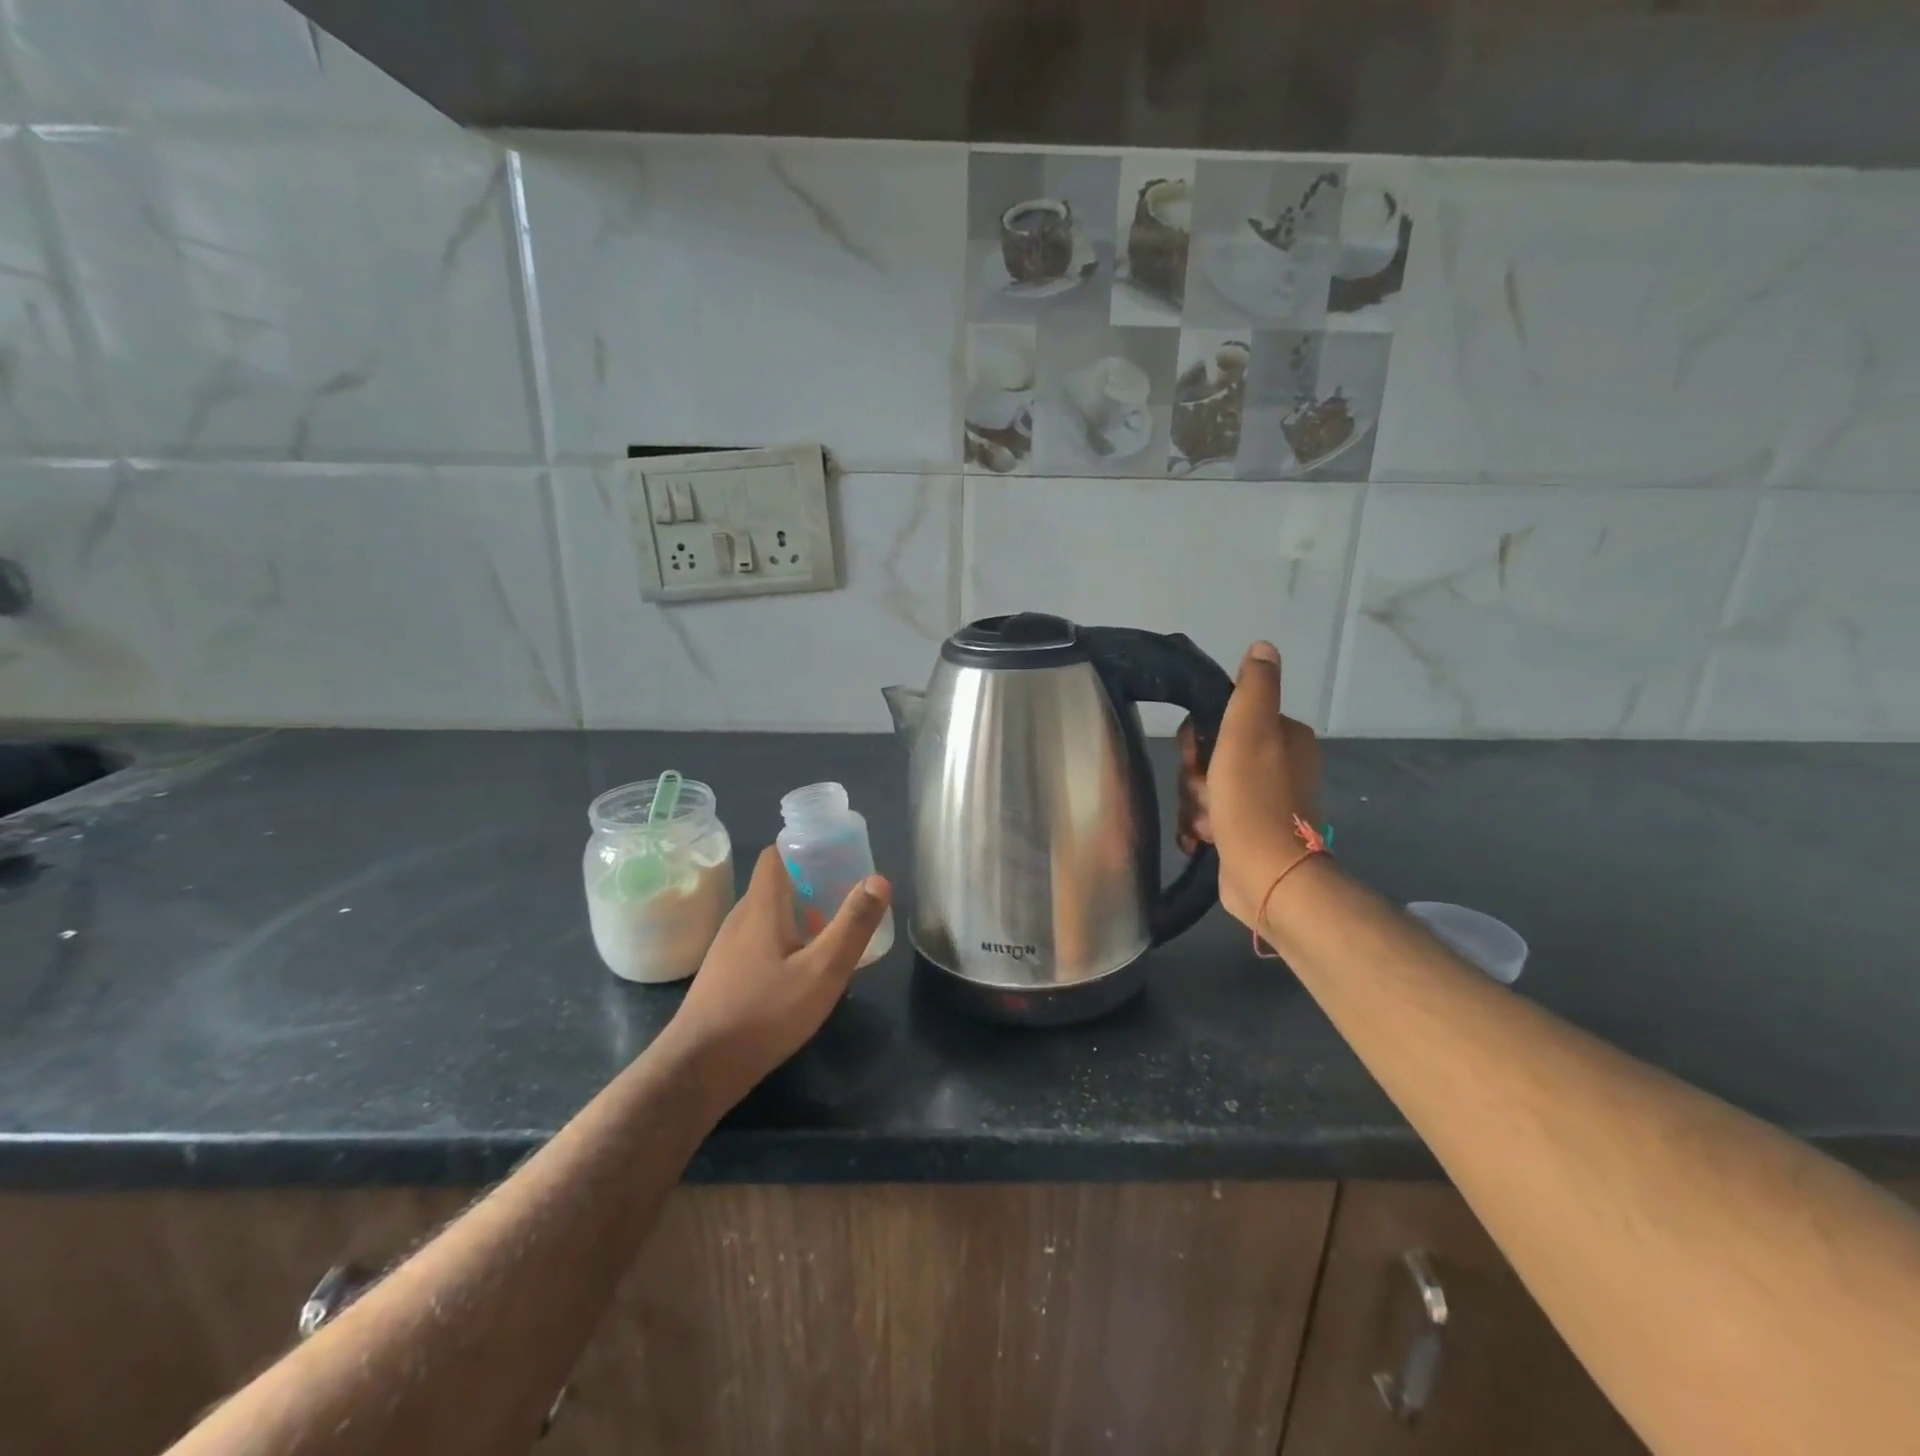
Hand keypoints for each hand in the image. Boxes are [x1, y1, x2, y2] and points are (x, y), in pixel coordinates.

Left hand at [666, 846, 890, 1105]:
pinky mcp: (725, 974)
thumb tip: (879, 879)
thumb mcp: (821, 971)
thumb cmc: (764, 1013)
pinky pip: (760, 942)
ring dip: (801, 917)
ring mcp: (728, 947)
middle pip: (777, 884)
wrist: (699, 1068)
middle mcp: (741, 918)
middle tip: (848, 899)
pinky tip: (803, 974)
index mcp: (761, 905)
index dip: (806, 846)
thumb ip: (852, 925)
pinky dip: (785, 943)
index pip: (776, 853)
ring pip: (770, 916)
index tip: (838, 856)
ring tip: (833, 937)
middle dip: (813, 884)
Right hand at [1177, 642, 1322, 927]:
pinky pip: (1212, 817)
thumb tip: (1263, 647)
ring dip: (1195, 804)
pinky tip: (1200, 839)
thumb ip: (1255, 687)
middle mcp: (1280, 765)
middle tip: (1203, 792)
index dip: (1199, 737)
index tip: (1196, 756)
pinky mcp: (1250, 832)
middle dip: (1196, 777)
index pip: (1224, 720)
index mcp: (1284, 737)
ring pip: (1207, 788)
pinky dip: (1201, 826)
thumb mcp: (1249, 730)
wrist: (1267, 874)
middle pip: (1212, 756)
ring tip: (1205, 823)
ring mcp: (1265, 802)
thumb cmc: (1253, 798)